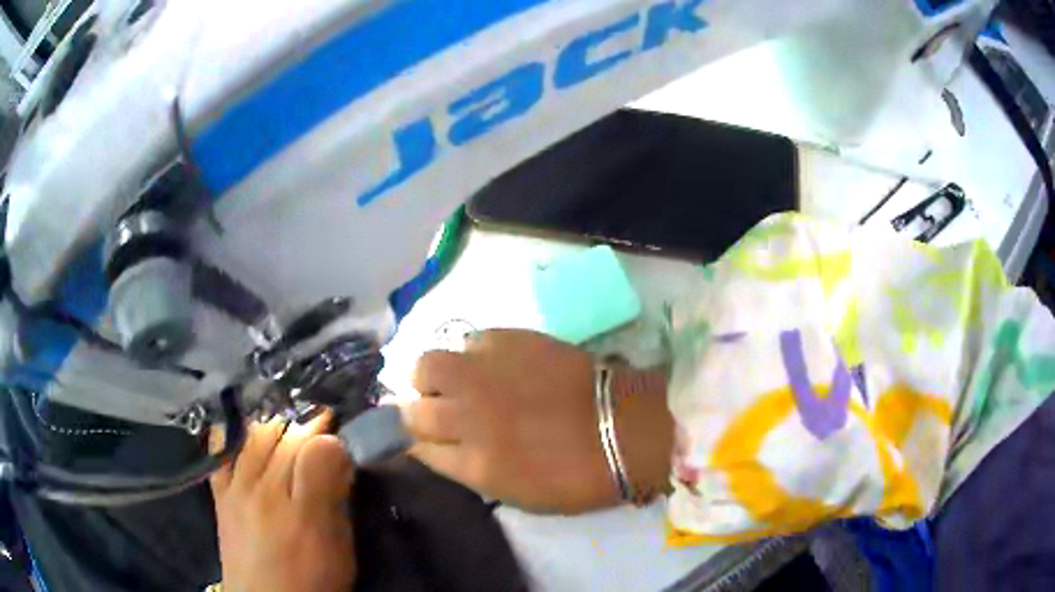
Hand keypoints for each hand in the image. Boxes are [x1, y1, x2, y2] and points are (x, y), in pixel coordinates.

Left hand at [211, 411, 355, 591]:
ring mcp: (237, 489)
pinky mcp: (220, 494)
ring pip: (254, 436)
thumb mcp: (338, 546)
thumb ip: (338, 500)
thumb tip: (339, 456)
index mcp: (303, 509)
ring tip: (287, 424)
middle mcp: (265, 491)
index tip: (341, 432)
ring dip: (274, 423)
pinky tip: (242, 427)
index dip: (331, 436)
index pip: (316, 451)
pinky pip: (220, 452)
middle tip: (319, 420)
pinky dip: (232, 434)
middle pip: (285, 438)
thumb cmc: (312, 579)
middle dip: (305, 422)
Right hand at [406, 329, 672, 513]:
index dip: (418, 444)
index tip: (425, 440)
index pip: (417, 450)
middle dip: (420, 413)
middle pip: (414, 410)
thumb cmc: (577, 475)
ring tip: (457, 382)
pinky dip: (473, 355)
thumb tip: (439, 448)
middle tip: (441, 412)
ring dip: (434, 378)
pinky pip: (470, 342)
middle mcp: (468, 416)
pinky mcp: (509, 340)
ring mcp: (485, 375)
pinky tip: (494, 364)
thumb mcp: (515, 493)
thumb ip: (468, 470)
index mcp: (473, 464)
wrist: (624, 428)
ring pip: (427, 366)